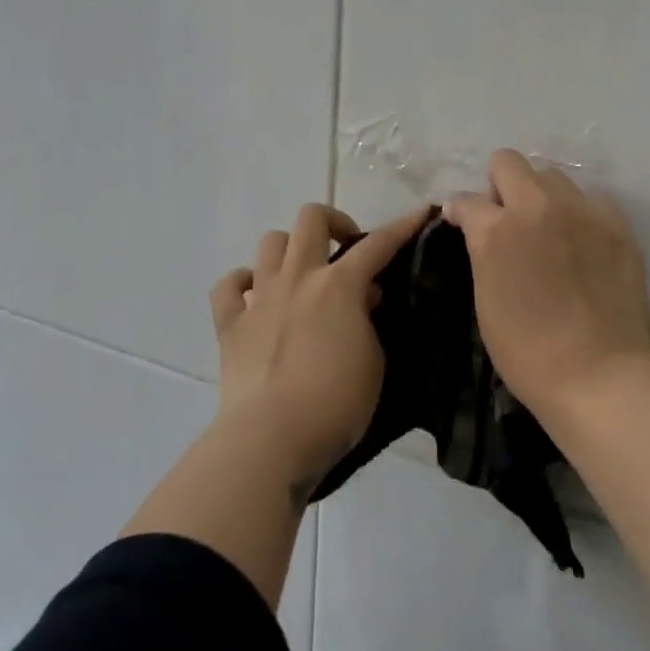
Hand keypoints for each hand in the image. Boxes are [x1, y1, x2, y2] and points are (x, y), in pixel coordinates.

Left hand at [210, 202, 429, 492]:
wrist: (272, 437)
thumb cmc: (336, 403)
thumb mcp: (373, 361)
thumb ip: (368, 322)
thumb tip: (361, 299)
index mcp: (339, 286)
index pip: (377, 245)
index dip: (402, 226)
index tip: (420, 213)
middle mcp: (297, 278)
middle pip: (311, 219)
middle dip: (334, 222)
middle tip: (347, 250)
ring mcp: (259, 297)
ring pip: (270, 242)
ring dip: (290, 249)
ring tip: (303, 275)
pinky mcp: (230, 323)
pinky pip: (228, 285)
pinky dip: (243, 283)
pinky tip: (255, 297)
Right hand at [445, 150, 649, 419]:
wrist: (599, 377)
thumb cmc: (528, 353)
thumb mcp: (485, 300)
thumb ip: (482, 253)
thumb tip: (479, 229)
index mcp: (496, 230)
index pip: (465, 200)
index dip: (461, 213)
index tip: (463, 225)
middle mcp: (538, 207)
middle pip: (508, 161)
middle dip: (498, 185)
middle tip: (506, 220)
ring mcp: (582, 211)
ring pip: (553, 174)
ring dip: (540, 195)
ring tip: (547, 231)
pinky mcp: (617, 225)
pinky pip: (591, 198)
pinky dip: (579, 212)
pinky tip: (581, 243)